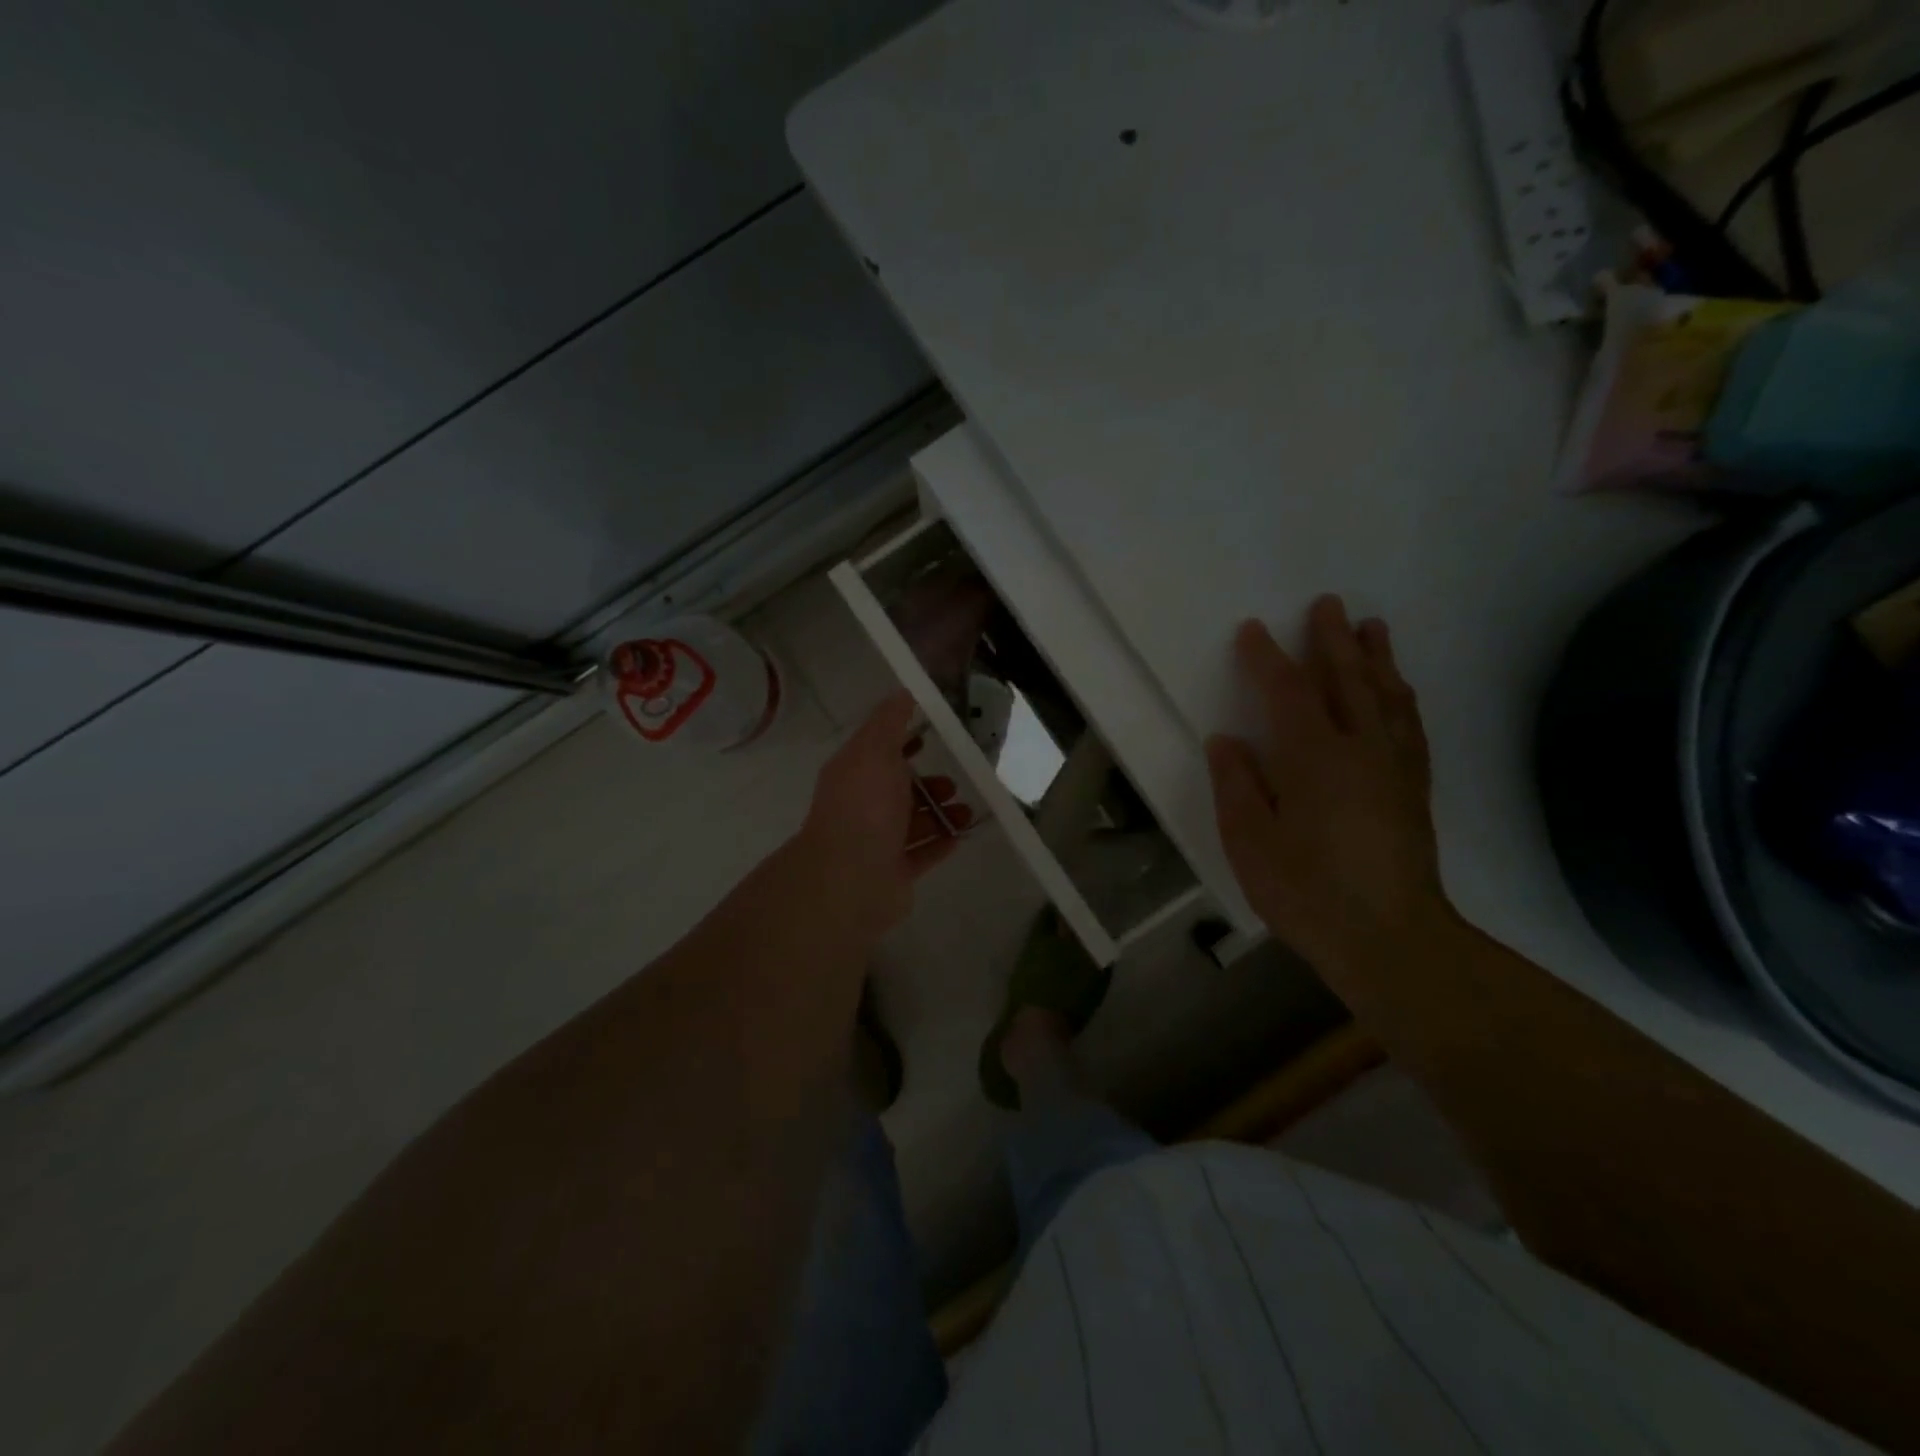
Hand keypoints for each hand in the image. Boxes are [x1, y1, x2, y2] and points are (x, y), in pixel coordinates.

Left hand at [795, 691, 972, 939]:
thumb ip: (889, 723)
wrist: (851, 878)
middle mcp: (863, 807)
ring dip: (940, 814)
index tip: (930, 736)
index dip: (902, 742)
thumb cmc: (864, 807)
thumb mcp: (875, 751)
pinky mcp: (894, 873)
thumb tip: (902, 693)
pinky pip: (921, 855)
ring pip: (913, 823)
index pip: (878, 752)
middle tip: (954, 783)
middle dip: (928, 783)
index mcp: (854, 775)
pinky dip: (939, 844)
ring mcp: (877, 843)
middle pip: (898, 790)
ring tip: (965, 812)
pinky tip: (960, 836)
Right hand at [1206, 596, 1453, 985]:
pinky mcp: (1415, 791)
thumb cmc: (1308, 892)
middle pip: (1349, 681)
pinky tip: (1400, 693)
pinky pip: (1411, 728)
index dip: (1268, 658)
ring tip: (1372, 628)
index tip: (1252, 630)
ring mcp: (1395, 769)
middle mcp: (1362, 751)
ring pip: (1388, 698)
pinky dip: (1403, 700)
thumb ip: (1237, 786)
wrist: (1392, 941)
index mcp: (1315, 759)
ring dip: (1377, 659)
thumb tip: (1226, 741)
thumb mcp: (1250, 843)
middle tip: (1327, 604)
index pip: (1289, 693)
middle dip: (1333, 641)